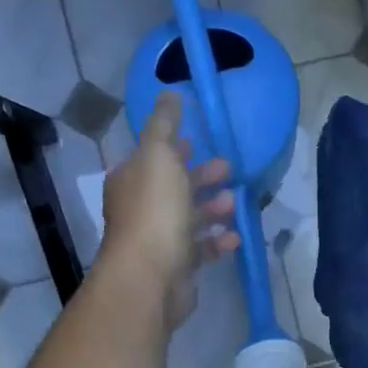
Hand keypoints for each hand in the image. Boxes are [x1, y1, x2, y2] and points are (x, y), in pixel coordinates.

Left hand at [97, 92, 237, 328]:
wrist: (150, 275)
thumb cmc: (154, 211)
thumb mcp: (158, 155)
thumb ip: (164, 124)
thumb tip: (170, 92)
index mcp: (132, 179)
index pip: (155, 158)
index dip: (177, 148)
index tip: (202, 143)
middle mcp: (141, 208)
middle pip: (175, 187)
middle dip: (202, 178)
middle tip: (230, 171)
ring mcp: (158, 239)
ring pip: (190, 218)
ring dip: (214, 209)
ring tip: (235, 205)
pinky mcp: (176, 267)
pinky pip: (200, 249)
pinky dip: (217, 241)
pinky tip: (234, 237)